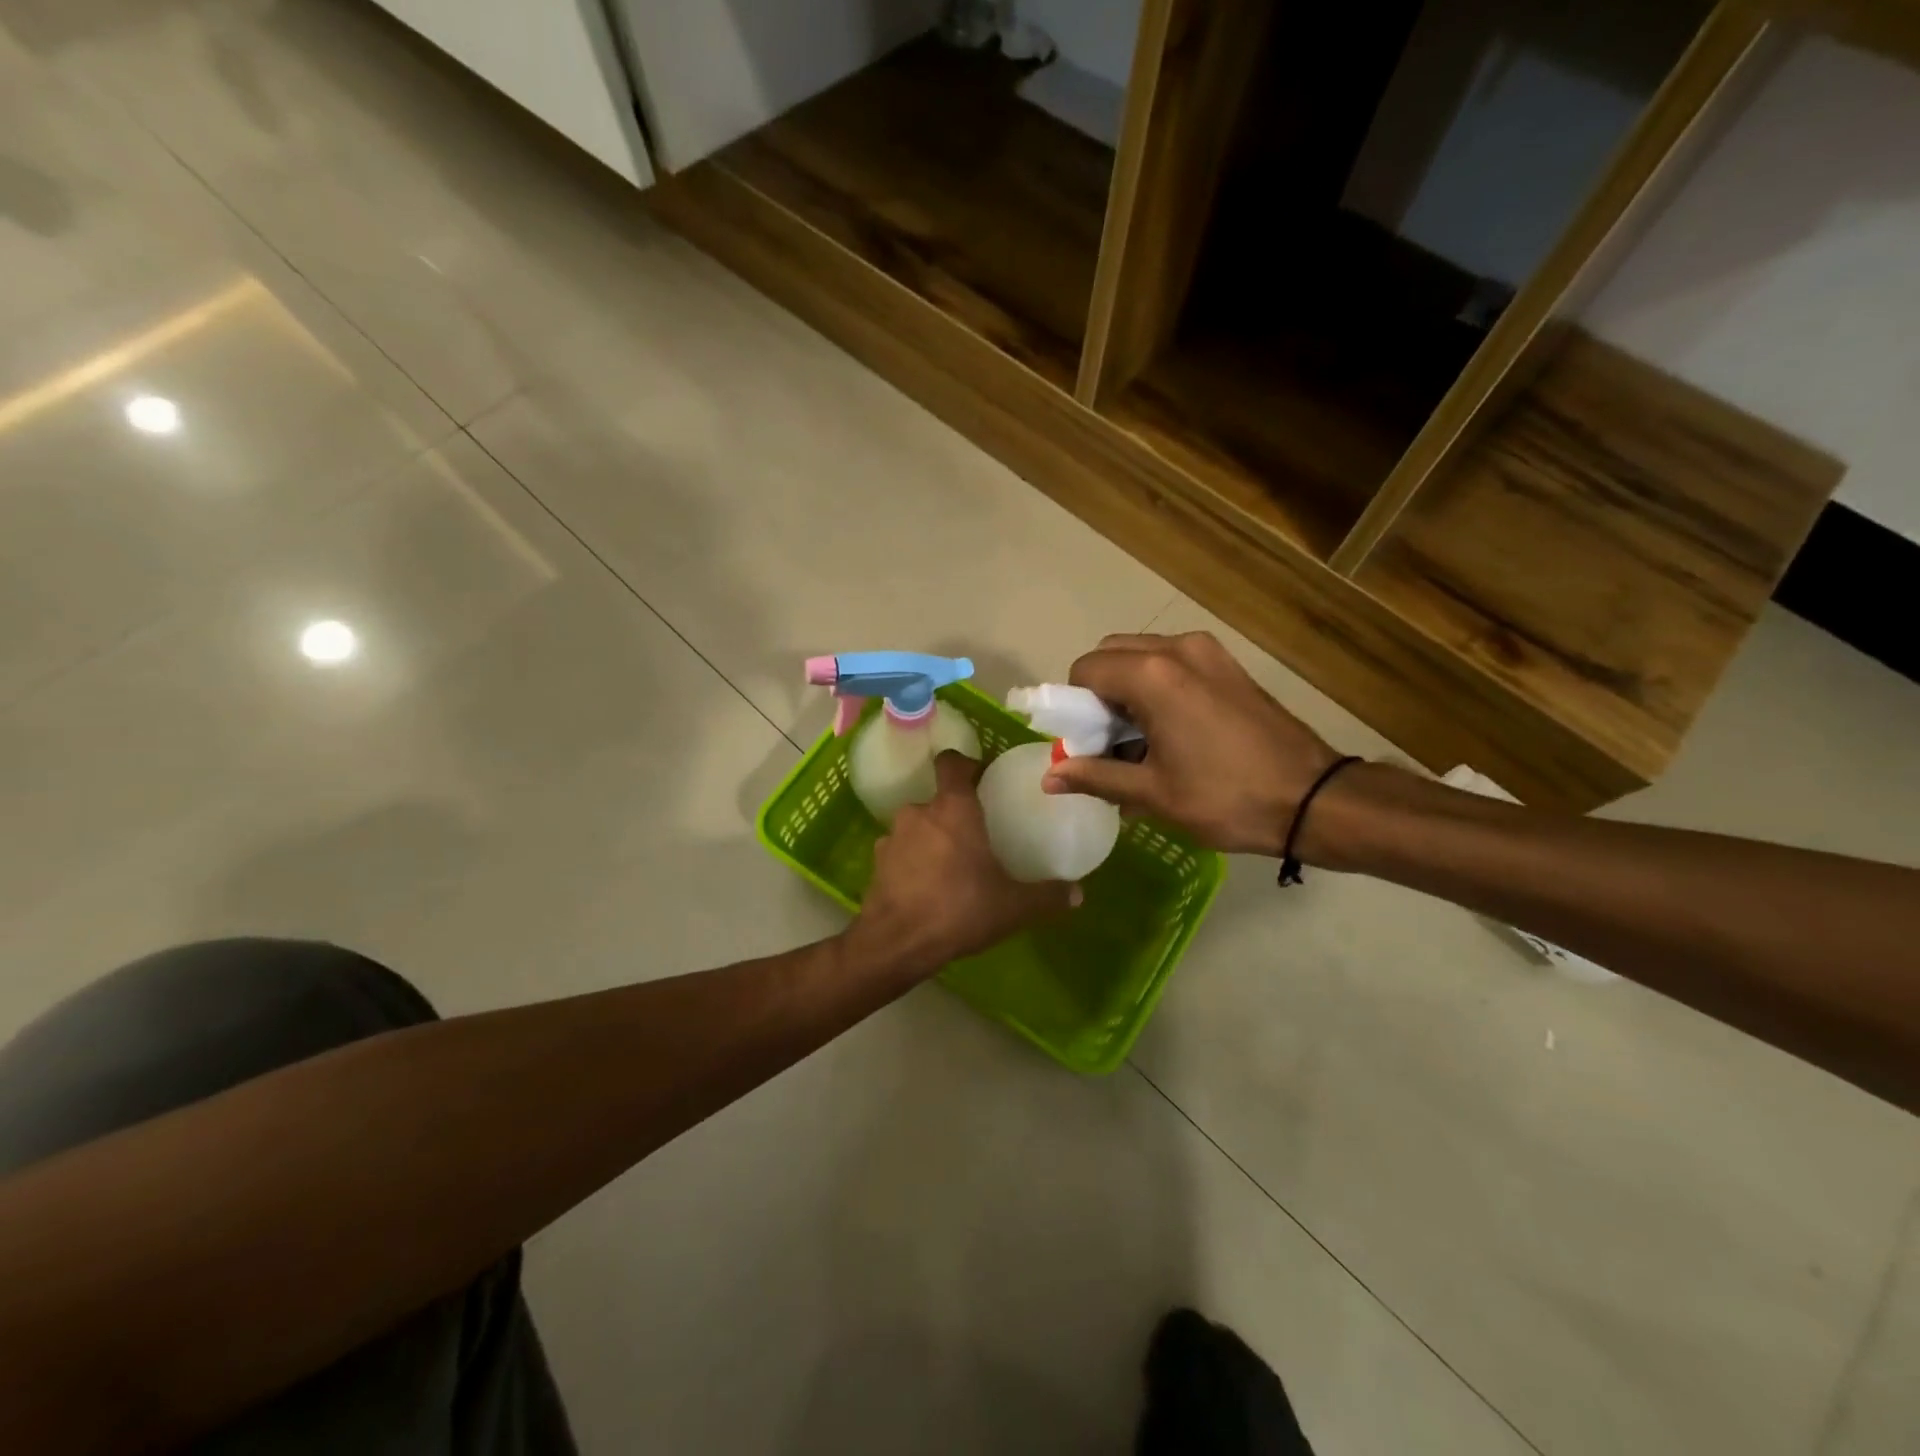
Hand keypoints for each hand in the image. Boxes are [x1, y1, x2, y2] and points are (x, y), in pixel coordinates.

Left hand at [846, 751, 1080, 978]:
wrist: (896, 943)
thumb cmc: (958, 909)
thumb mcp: (1012, 906)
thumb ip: (1046, 896)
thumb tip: (1078, 892)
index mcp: (953, 808)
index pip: (952, 761)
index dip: (965, 764)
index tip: (982, 778)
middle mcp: (919, 812)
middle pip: (938, 799)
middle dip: (955, 813)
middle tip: (976, 836)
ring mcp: (891, 836)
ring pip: (918, 826)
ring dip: (932, 838)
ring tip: (951, 866)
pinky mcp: (876, 863)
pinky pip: (900, 852)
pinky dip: (912, 862)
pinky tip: (926, 887)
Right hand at [1042, 632, 1345, 856]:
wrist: (1314, 799)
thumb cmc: (1226, 798)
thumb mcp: (1153, 793)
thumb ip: (1096, 777)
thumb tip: (1048, 777)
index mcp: (1152, 675)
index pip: (1085, 670)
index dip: (1074, 707)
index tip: (1086, 744)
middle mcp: (1177, 649)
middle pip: (1111, 654)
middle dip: (1099, 694)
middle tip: (1111, 742)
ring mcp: (1208, 652)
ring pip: (1142, 655)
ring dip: (1127, 689)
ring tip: (1142, 740)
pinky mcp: (1229, 664)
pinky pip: (1173, 662)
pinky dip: (1156, 686)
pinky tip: (1171, 730)